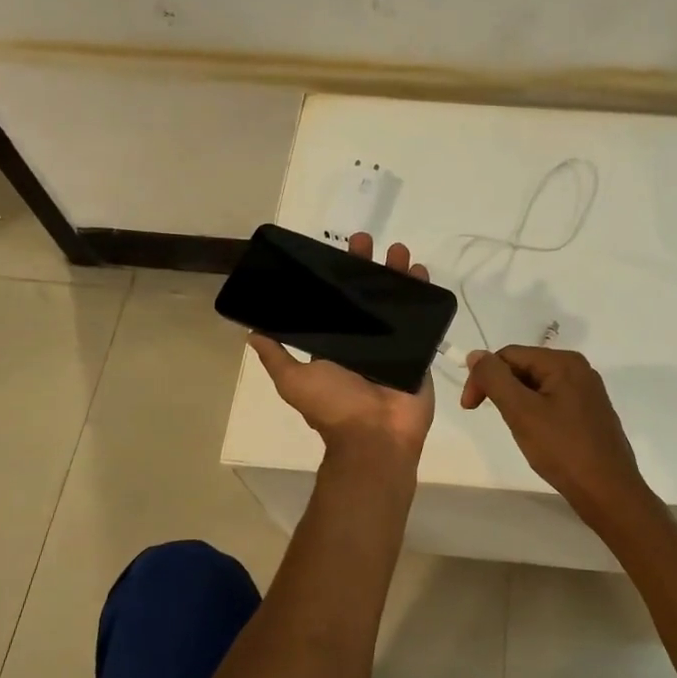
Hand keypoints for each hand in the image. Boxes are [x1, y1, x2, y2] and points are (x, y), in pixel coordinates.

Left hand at [248, 233, 436, 460]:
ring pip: (396, 302)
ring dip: (398, 275)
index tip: (338, 252)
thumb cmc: (335, 406)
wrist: (376, 436)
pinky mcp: (418, 352)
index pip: (337, 303)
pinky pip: (424, 321)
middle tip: (367, 241)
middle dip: (367, 267)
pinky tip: (423, 274)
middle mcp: (364, 342)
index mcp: (336, 345)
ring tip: (400, 252)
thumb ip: (277, 356)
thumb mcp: (295, 380)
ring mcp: (394, 346)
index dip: (337, 278)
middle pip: (367, 296)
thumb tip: (251, 332)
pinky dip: (425, 297)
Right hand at [460, 346, 654, 524]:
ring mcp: (587, 391)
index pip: (509, 355)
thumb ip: (495, 378)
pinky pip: (552, 401)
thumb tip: (476, 354)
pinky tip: (537, 435)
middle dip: (501, 389)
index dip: (483, 377)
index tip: (469, 408)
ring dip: (517, 402)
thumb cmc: (563, 449)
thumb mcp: (521, 411)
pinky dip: (535, 412)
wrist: (608, 492)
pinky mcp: (590, 412)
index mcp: (564, 362)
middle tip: (495, 419)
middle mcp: (578, 369)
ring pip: (536, 386)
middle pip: (524, 367)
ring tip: (517, 429)